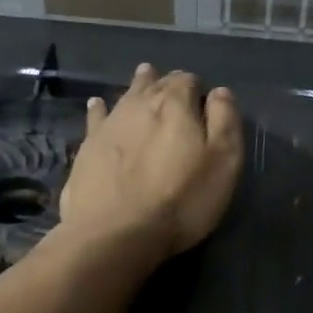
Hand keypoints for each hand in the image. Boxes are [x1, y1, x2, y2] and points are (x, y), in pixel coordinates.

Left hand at [59, 64, 242, 260]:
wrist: (116, 233)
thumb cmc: (182, 199)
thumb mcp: (223, 162)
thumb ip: (225, 121)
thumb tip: (220, 92)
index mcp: (175, 104)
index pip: (190, 80)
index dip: (199, 89)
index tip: (205, 106)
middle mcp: (139, 103)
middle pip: (156, 82)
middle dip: (168, 83)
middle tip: (175, 90)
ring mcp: (109, 123)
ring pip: (127, 95)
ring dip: (138, 87)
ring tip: (144, 79)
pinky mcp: (87, 147)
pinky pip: (96, 116)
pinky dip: (100, 108)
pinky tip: (98, 105)